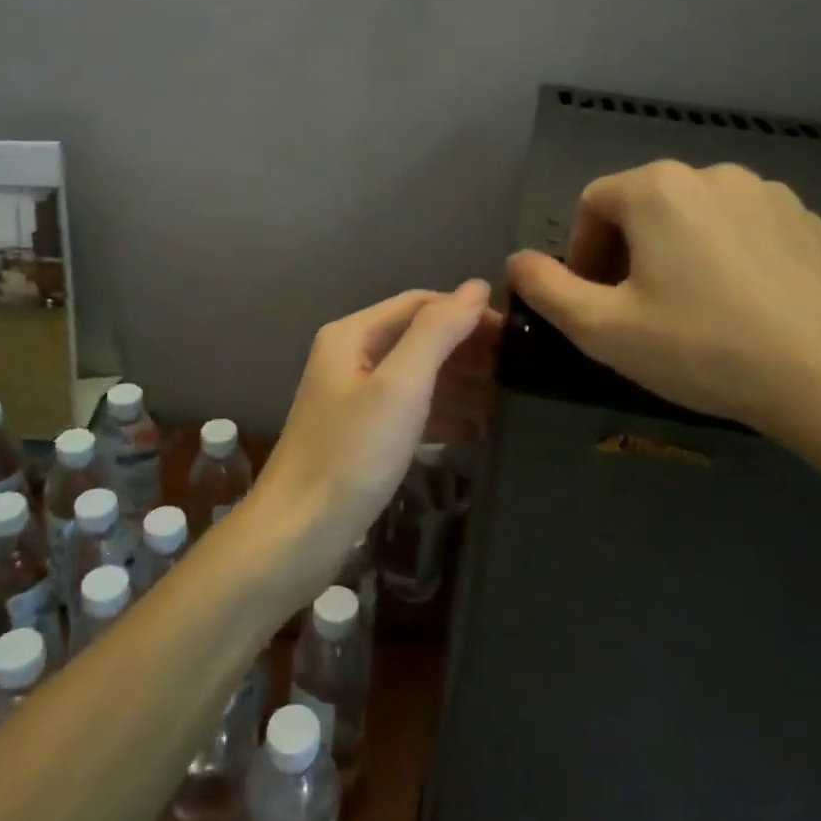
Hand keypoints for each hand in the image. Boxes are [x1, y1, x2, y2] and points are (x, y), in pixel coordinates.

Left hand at [247, 281, 498, 603]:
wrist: (299, 534)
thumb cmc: (351, 455)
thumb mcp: (400, 386)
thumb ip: (438, 332)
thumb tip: (477, 286)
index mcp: (352, 334)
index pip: (421, 303)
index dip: (469, 313)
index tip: (517, 337)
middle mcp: (351, 357)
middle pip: (420, 337)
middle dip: (468, 350)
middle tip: (521, 372)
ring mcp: (356, 397)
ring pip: (419, 375)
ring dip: (462, 383)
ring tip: (512, 400)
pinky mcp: (363, 434)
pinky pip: (412, 409)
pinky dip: (444, 413)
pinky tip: (480, 429)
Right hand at [506, 161, 820, 439]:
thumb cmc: (702, 349)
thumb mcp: (602, 329)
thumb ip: (547, 288)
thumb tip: (517, 261)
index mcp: (659, 189)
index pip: (593, 204)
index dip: (580, 252)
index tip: (593, 301)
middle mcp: (714, 173)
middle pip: (645, 206)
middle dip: (627, 253)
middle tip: (636, 310)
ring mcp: (771, 194)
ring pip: (697, 217)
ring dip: (677, 253)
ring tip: (691, 310)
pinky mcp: (811, 222)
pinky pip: (746, 230)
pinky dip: (727, 257)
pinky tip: (741, 307)